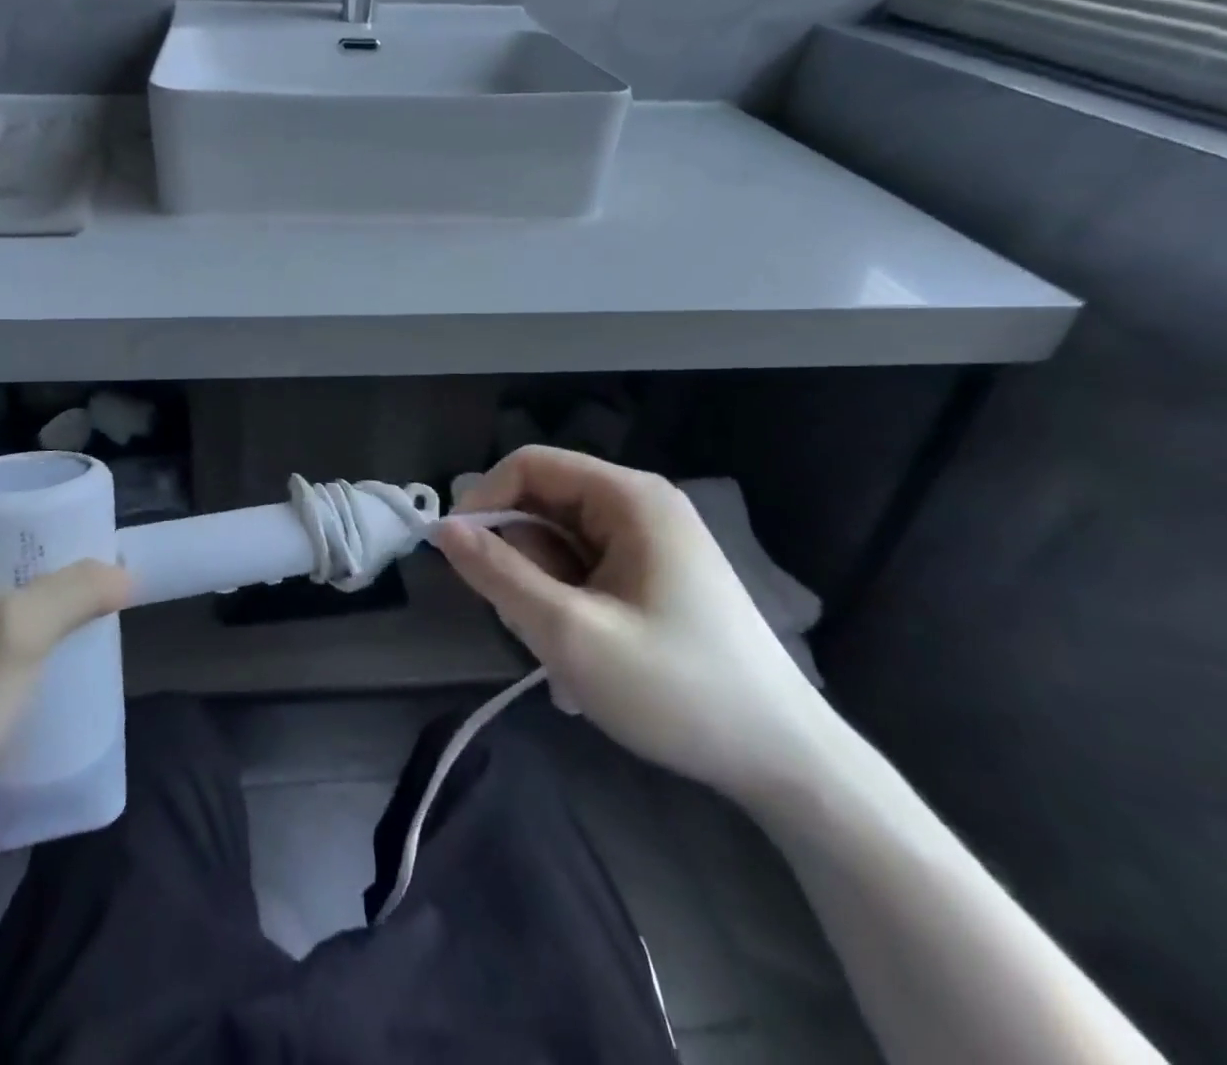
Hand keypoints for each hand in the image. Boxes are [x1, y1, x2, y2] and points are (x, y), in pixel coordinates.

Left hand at [0, 523, 130, 845]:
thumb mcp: (16, 634)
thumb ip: (74, 592)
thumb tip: (126, 575)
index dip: (29, 502)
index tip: (75, 513)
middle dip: (45, 551)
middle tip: (90, 555)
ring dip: (40, 590)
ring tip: (86, 592)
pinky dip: (27, 625)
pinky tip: (60, 636)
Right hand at [436, 446, 834, 806]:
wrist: (784, 760)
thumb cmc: (677, 690)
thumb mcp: (570, 634)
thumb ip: (499, 574)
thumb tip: (442, 530)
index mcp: (628, 497)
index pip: (529, 466)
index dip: (483, 502)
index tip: (458, 558)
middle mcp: (640, 504)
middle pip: (544, 506)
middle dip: (521, 563)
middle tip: (532, 627)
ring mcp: (651, 540)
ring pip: (559, 544)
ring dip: (544, 594)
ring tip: (569, 654)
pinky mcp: (655, 573)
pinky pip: (585, 570)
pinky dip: (569, 607)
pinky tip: (589, 658)